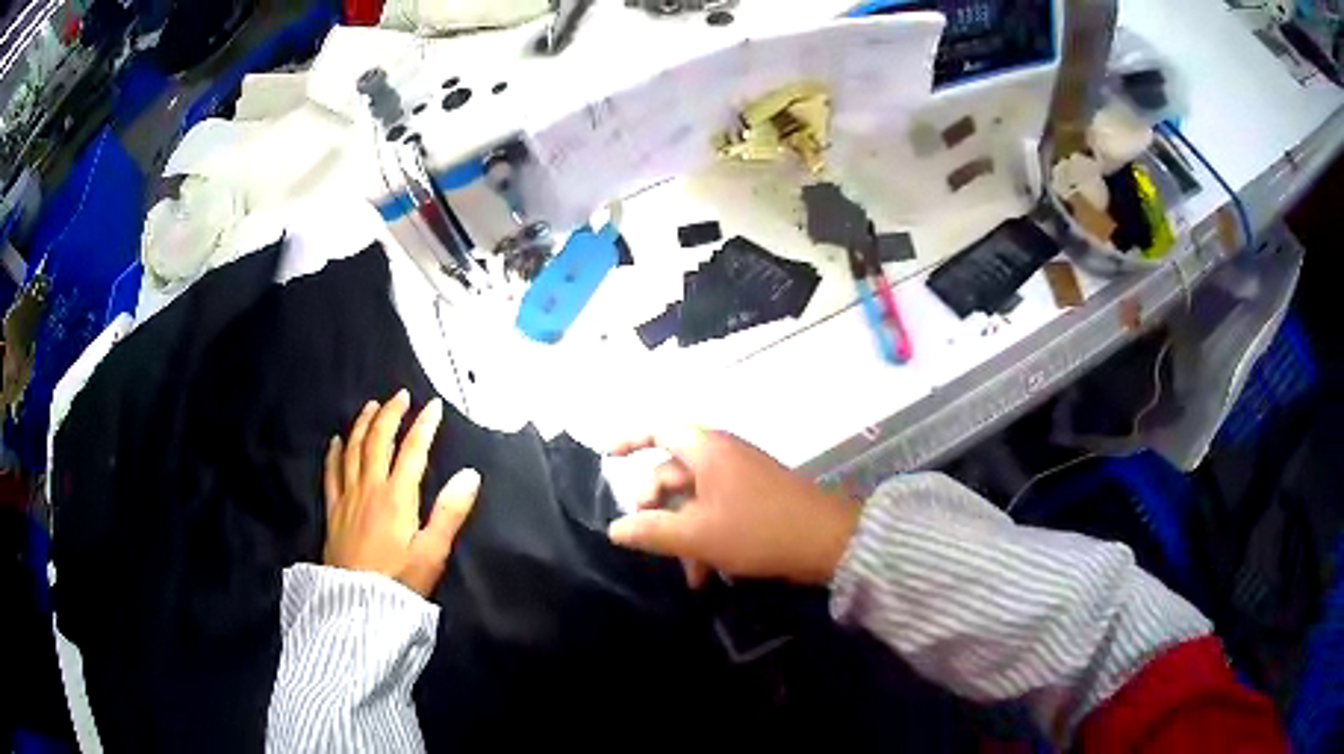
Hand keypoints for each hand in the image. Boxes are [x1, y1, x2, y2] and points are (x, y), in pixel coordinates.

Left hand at [323, 390, 480, 596]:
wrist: (357, 606)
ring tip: (372, 406)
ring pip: (353, 450)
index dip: (424, 426)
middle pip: (378, 441)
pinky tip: (337, 440)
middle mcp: (370, 487)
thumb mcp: (433, 552)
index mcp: (397, 496)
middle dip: (391, 414)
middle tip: (401, 396)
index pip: (412, 451)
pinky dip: (335, 452)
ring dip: (363, 424)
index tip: (434, 406)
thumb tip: (470, 474)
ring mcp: (347, 497)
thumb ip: (450, 512)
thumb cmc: (400, 582)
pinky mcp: (333, 511)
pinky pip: (331, 472)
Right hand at [607, 427, 859, 586]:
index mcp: (706, 449)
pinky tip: (707, 574)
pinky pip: (716, 511)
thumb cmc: (757, 530)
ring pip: (694, 500)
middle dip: (657, 511)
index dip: (630, 440)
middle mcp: (722, 455)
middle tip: (648, 542)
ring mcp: (740, 477)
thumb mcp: (697, 535)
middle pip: (671, 473)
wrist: (827, 542)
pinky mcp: (755, 498)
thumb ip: (651, 531)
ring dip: (683, 534)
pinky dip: (705, 536)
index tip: (607, 457)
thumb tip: (614, 530)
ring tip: (688, 575)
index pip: (658, 431)